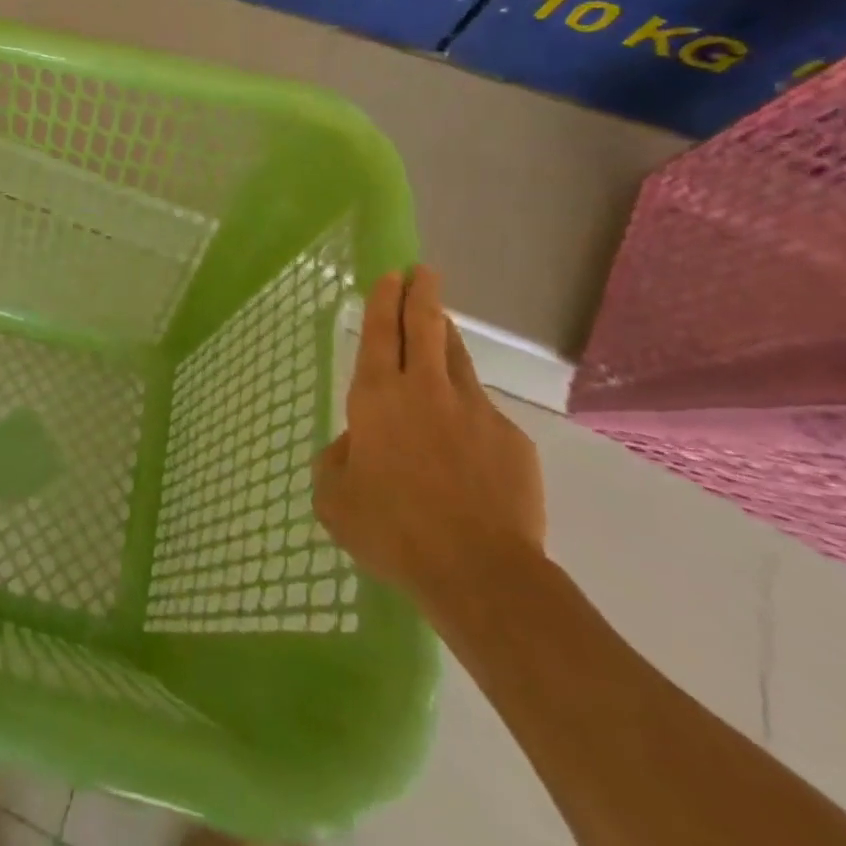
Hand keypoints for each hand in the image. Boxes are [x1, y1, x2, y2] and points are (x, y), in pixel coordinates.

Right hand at [312, 266, 546, 619]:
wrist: (480, 573)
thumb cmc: (392, 530)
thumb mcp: (334, 499)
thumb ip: (337, 461)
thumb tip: (356, 446)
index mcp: (377, 397)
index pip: (380, 333)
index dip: (383, 300)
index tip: (390, 275)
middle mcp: (425, 390)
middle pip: (425, 327)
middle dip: (422, 294)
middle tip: (423, 272)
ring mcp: (474, 411)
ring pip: (457, 358)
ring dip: (447, 335)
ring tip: (442, 323)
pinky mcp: (511, 440)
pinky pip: (483, 412)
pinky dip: (469, 410)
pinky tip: (467, 438)